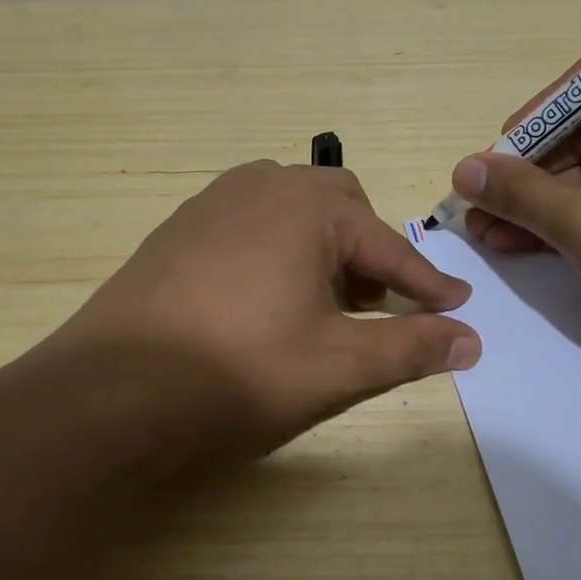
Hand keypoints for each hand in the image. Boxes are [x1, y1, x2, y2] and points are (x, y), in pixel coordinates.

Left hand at [59, 160, 479, 454]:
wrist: (108, 392)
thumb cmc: (238, 372)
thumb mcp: (338, 365)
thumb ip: (410, 347)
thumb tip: (471, 339)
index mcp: (306, 205)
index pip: (387, 245)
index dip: (426, 283)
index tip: (457, 307)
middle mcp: (259, 186)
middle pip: (338, 208)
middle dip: (368, 253)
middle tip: (375, 303)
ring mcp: (208, 204)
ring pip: (288, 213)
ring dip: (320, 250)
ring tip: (321, 304)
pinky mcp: (174, 231)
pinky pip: (246, 227)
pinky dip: (275, 254)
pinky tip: (261, 302)